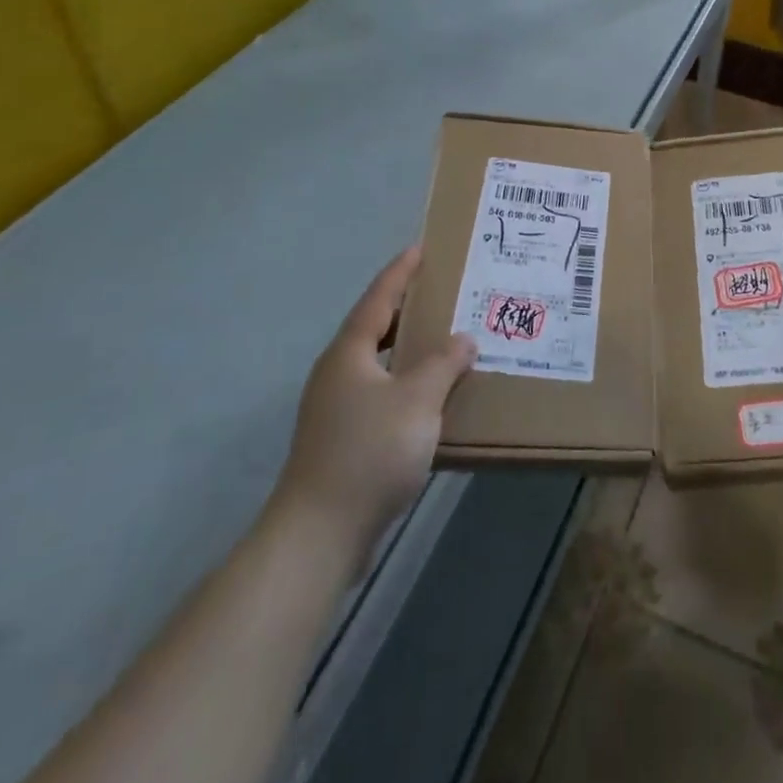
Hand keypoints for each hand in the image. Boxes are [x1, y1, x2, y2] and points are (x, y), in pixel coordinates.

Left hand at [270, 247, 475, 546]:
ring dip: (410, 347)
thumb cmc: (369, 453)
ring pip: (380, 362)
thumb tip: (462, 340)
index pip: (378, 299)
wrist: (320, 534)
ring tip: (445, 336)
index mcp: (349, 353)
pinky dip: (408, 381)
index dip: (400, 272)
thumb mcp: (417, 400)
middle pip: (375, 327)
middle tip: (443, 290)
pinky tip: (433, 394)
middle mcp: (338, 373)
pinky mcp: (344, 438)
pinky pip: (382, 391)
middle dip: (408, 307)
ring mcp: (337, 408)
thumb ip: (443, 364)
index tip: (421, 248)